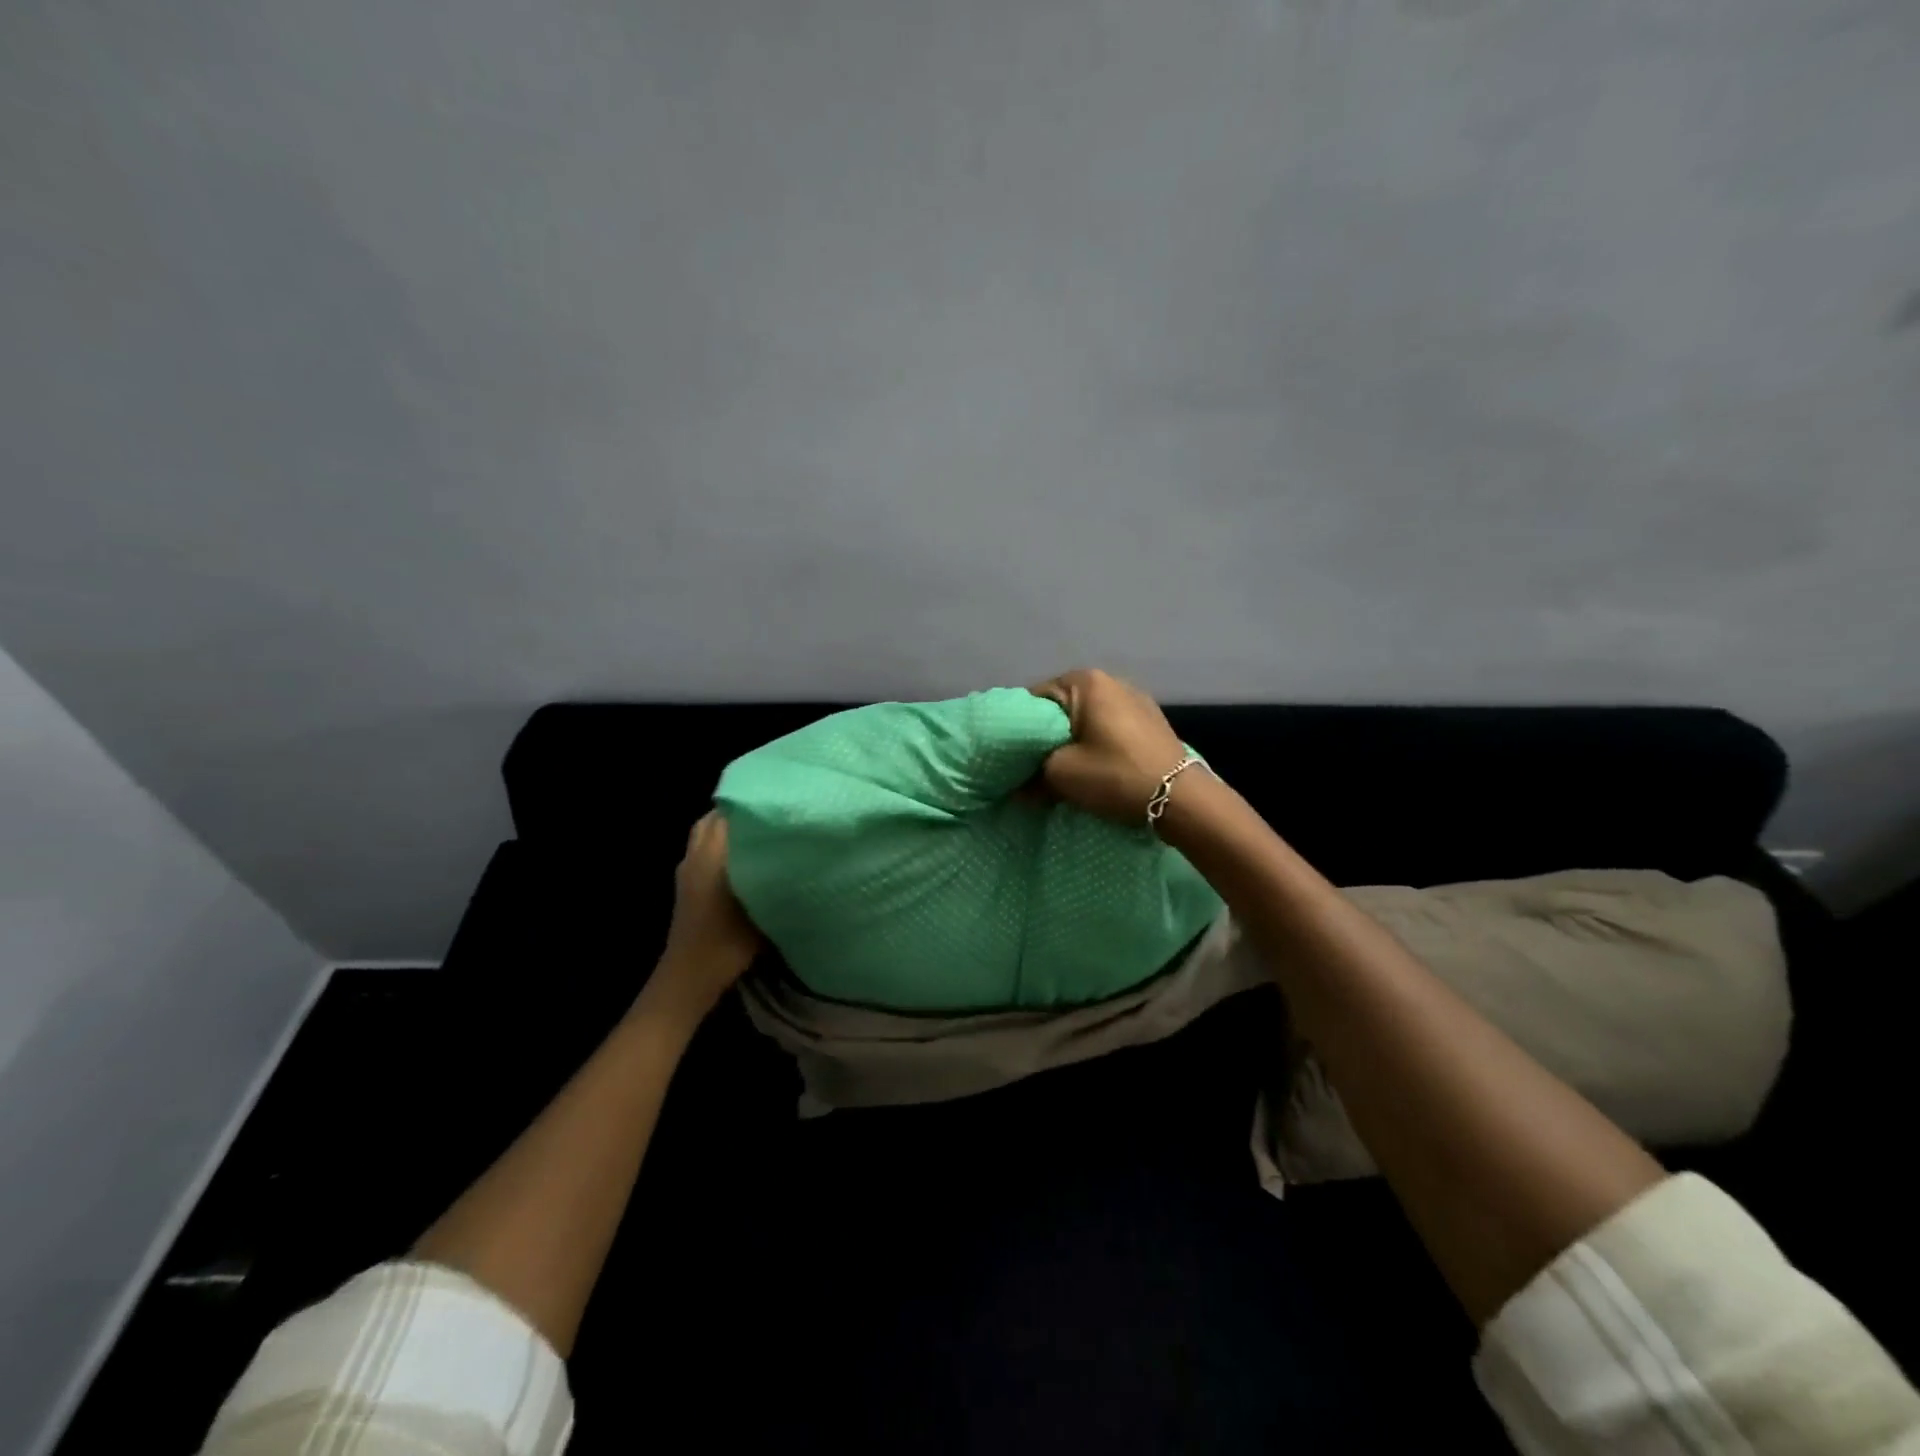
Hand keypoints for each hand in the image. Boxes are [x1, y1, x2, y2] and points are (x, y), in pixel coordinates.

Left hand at [643, 812, 762, 1024]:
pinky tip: (745, 859)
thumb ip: (777, 877)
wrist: (690, 976)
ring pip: (706, 833)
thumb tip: (799, 853)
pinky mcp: (685, 884)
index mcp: (713, 854)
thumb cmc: (727, 942)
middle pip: (715, 818)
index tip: (780, 801)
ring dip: (728, 829)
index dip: (754, 803)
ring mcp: (687, 869)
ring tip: (760, 834)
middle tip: (772, 815)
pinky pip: (702, 849)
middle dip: (741, 812)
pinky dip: (720, 845)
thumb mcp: (763, 909)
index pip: (729, 812)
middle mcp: (696, 855)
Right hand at [1028, 668, 1192, 823]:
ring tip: (1064, 770)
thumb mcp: (1061, 775)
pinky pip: (1109, 728)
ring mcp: (1136, 699)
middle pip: (1062, 708)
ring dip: (1073, 741)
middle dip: (1046, 736)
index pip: (1034, 698)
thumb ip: (1030, 775)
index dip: (1019, 728)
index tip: (1013, 755)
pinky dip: (1096, 743)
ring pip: (1086, 719)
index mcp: (1085, 681)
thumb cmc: (1114, 775)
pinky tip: (1094, 767)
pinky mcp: (1150, 721)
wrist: (1181, 799)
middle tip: (1033, 766)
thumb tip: (1018, 788)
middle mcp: (1111, 680)